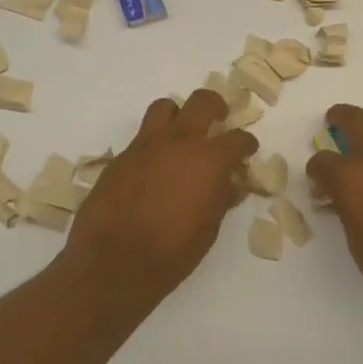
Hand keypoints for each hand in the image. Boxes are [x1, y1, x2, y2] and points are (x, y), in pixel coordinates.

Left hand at [63, 90, 257, 304]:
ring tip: (181, 134)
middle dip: (216, 107)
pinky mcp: (120, 157)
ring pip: (165, 107)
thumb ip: (221, 198)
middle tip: (219, 119)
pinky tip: (154, 167)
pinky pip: (142, 137)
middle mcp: (180, 142)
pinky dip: (154, 144)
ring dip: (178, 115)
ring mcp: (146, 145)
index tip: (247, 150)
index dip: (247, 144)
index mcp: (210, 160)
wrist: (115, 261)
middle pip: (202, 102)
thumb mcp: (209, 228)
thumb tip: (230, 184)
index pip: (238, 139)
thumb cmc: (173, 251)